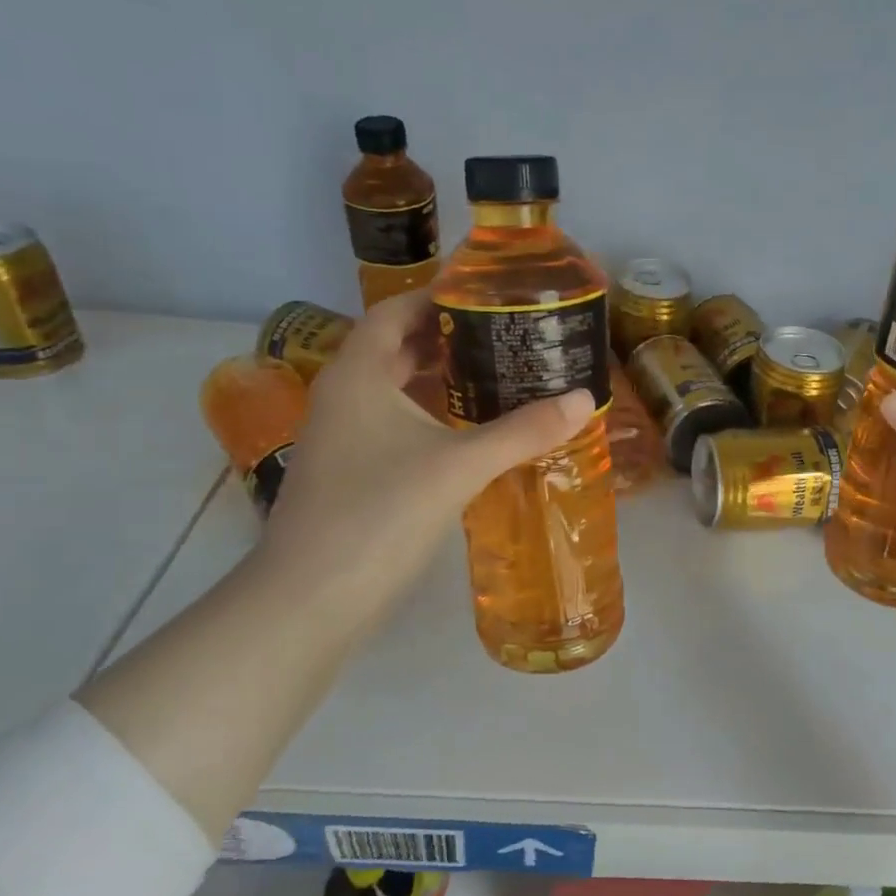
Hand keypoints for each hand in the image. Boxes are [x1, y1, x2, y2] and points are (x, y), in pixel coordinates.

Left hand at [254, 288, 593, 629]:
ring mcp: (341, 438)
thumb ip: (523, 431)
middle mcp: (342, 396)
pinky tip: (466, 435)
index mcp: (358, 374)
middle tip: (505, 337)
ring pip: (393, 391)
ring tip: (496, 378)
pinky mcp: (348, 474)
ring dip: (438, 380)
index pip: (395, 311)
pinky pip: (391, 426)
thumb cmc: (380, 513)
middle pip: (395, 348)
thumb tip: (584, 399)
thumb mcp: (460, 466)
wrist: (311, 600)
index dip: (437, 296)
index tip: (487, 295)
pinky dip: (428, 418)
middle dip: (447, 339)